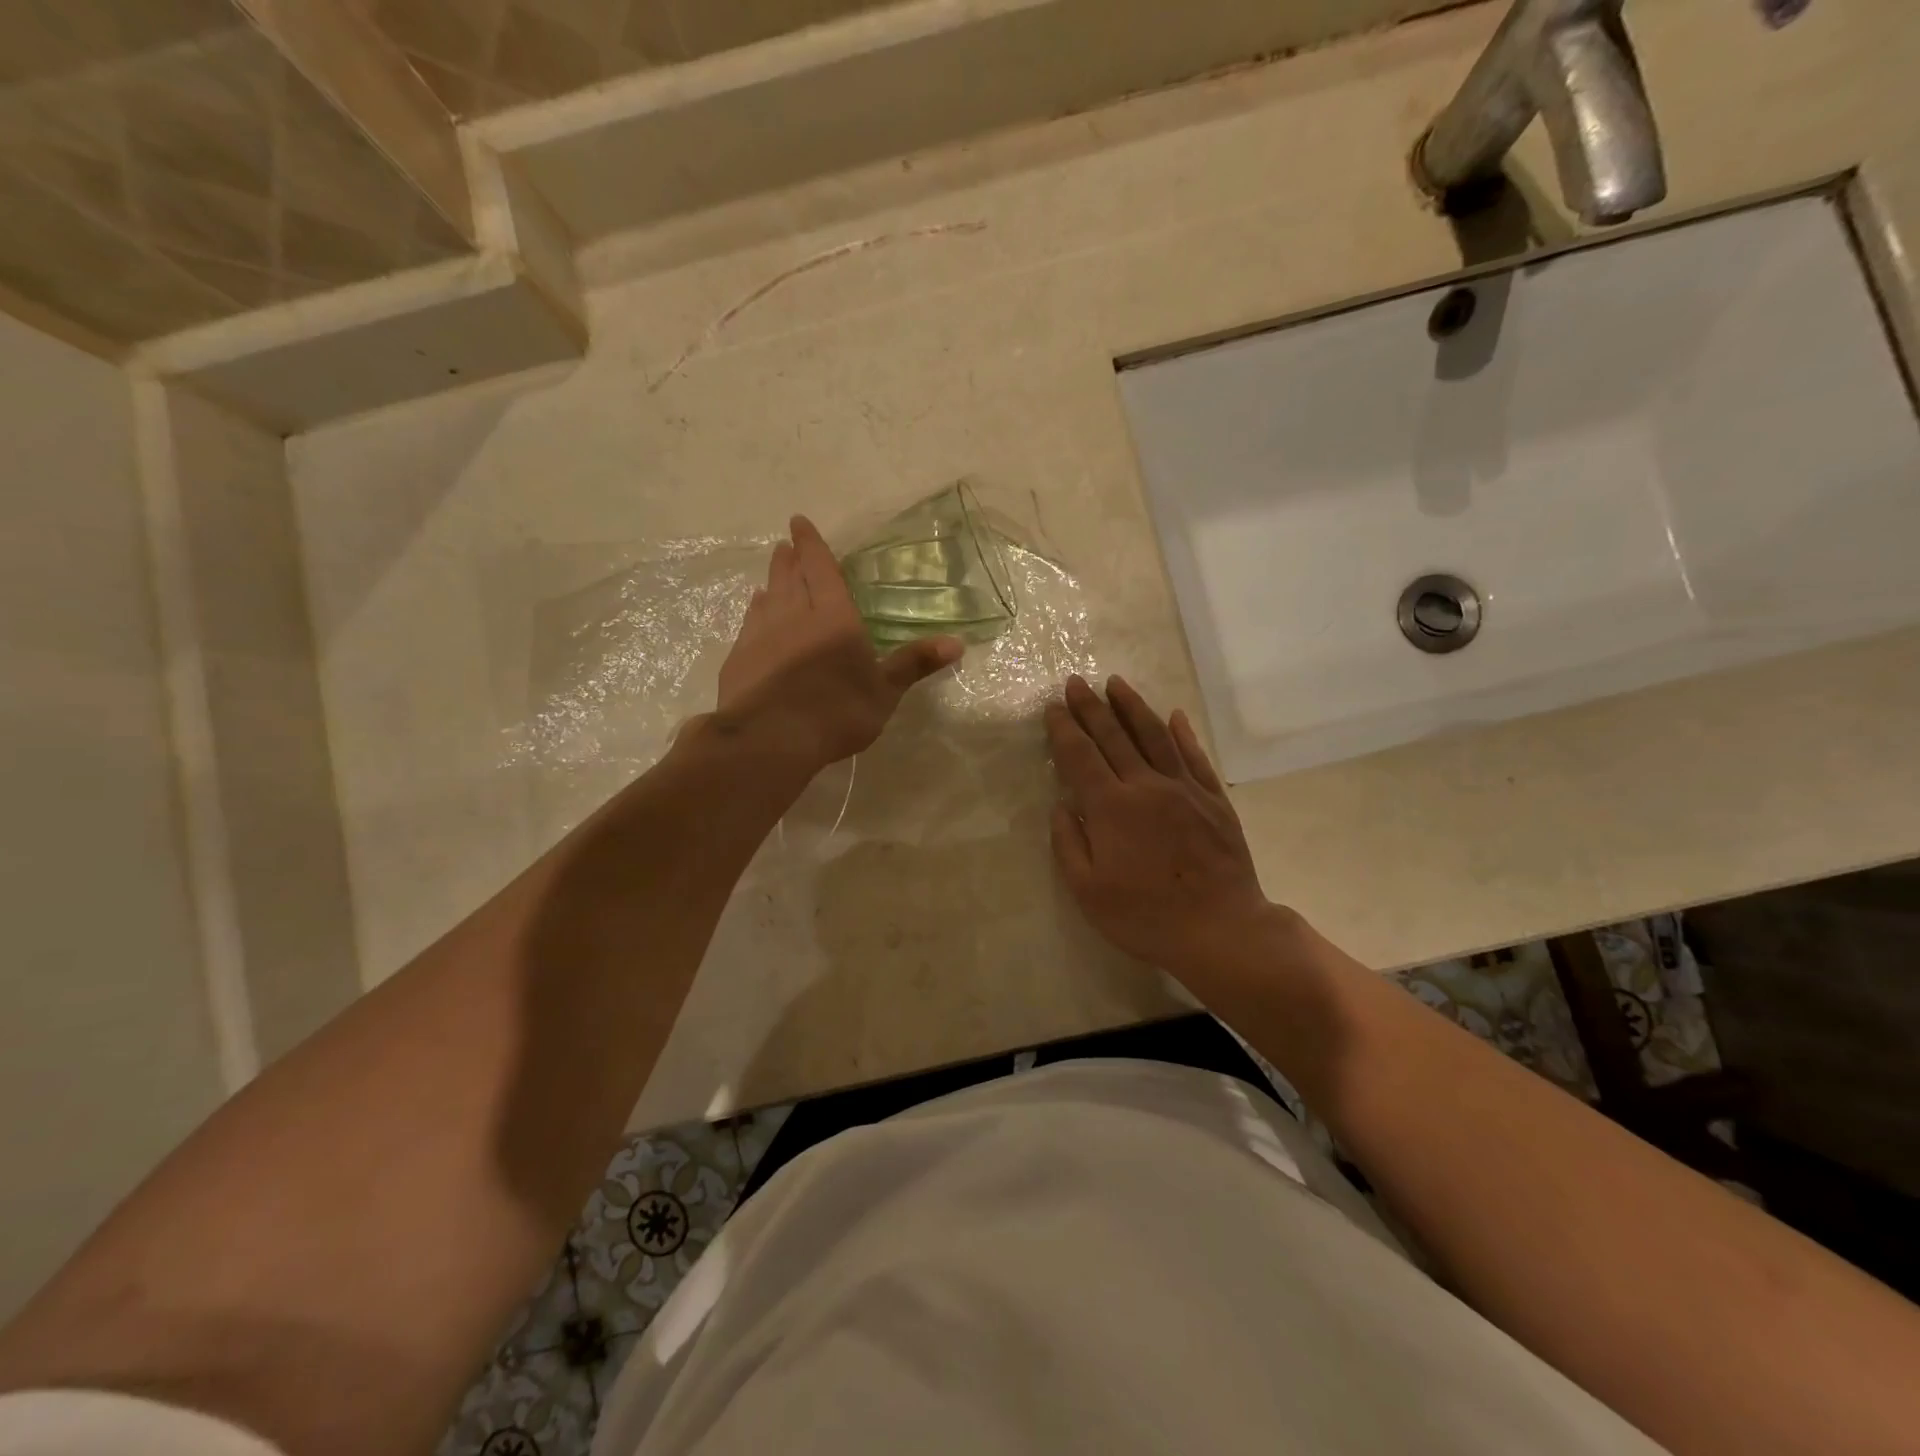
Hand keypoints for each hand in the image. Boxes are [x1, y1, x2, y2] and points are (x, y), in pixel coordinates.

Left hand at [713, 515, 961, 775]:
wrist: (769, 739)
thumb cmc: (836, 713)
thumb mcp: (885, 692)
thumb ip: (914, 663)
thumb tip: (957, 642)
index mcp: (834, 617)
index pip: (821, 569)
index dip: (811, 544)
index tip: (798, 522)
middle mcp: (794, 616)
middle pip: (791, 578)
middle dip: (791, 559)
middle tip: (786, 545)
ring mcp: (761, 635)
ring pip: (768, 597)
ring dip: (772, 581)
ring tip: (773, 573)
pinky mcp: (739, 658)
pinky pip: (750, 623)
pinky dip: (755, 611)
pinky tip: (755, 611)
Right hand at [1046, 674, 1273, 977]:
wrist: (1219, 929)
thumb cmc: (1144, 916)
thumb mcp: (1087, 891)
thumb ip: (1068, 843)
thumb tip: (1062, 805)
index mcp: (1111, 807)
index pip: (1080, 756)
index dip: (1064, 729)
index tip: (1053, 707)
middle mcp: (1145, 786)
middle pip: (1114, 736)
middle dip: (1091, 707)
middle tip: (1076, 682)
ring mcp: (1184, 789)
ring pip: (1155, 736)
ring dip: (1133, 706)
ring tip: (1116, 683)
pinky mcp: (1214, 800)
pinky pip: (1195, 757)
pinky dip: (1183, 733)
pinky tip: (1174, 716)